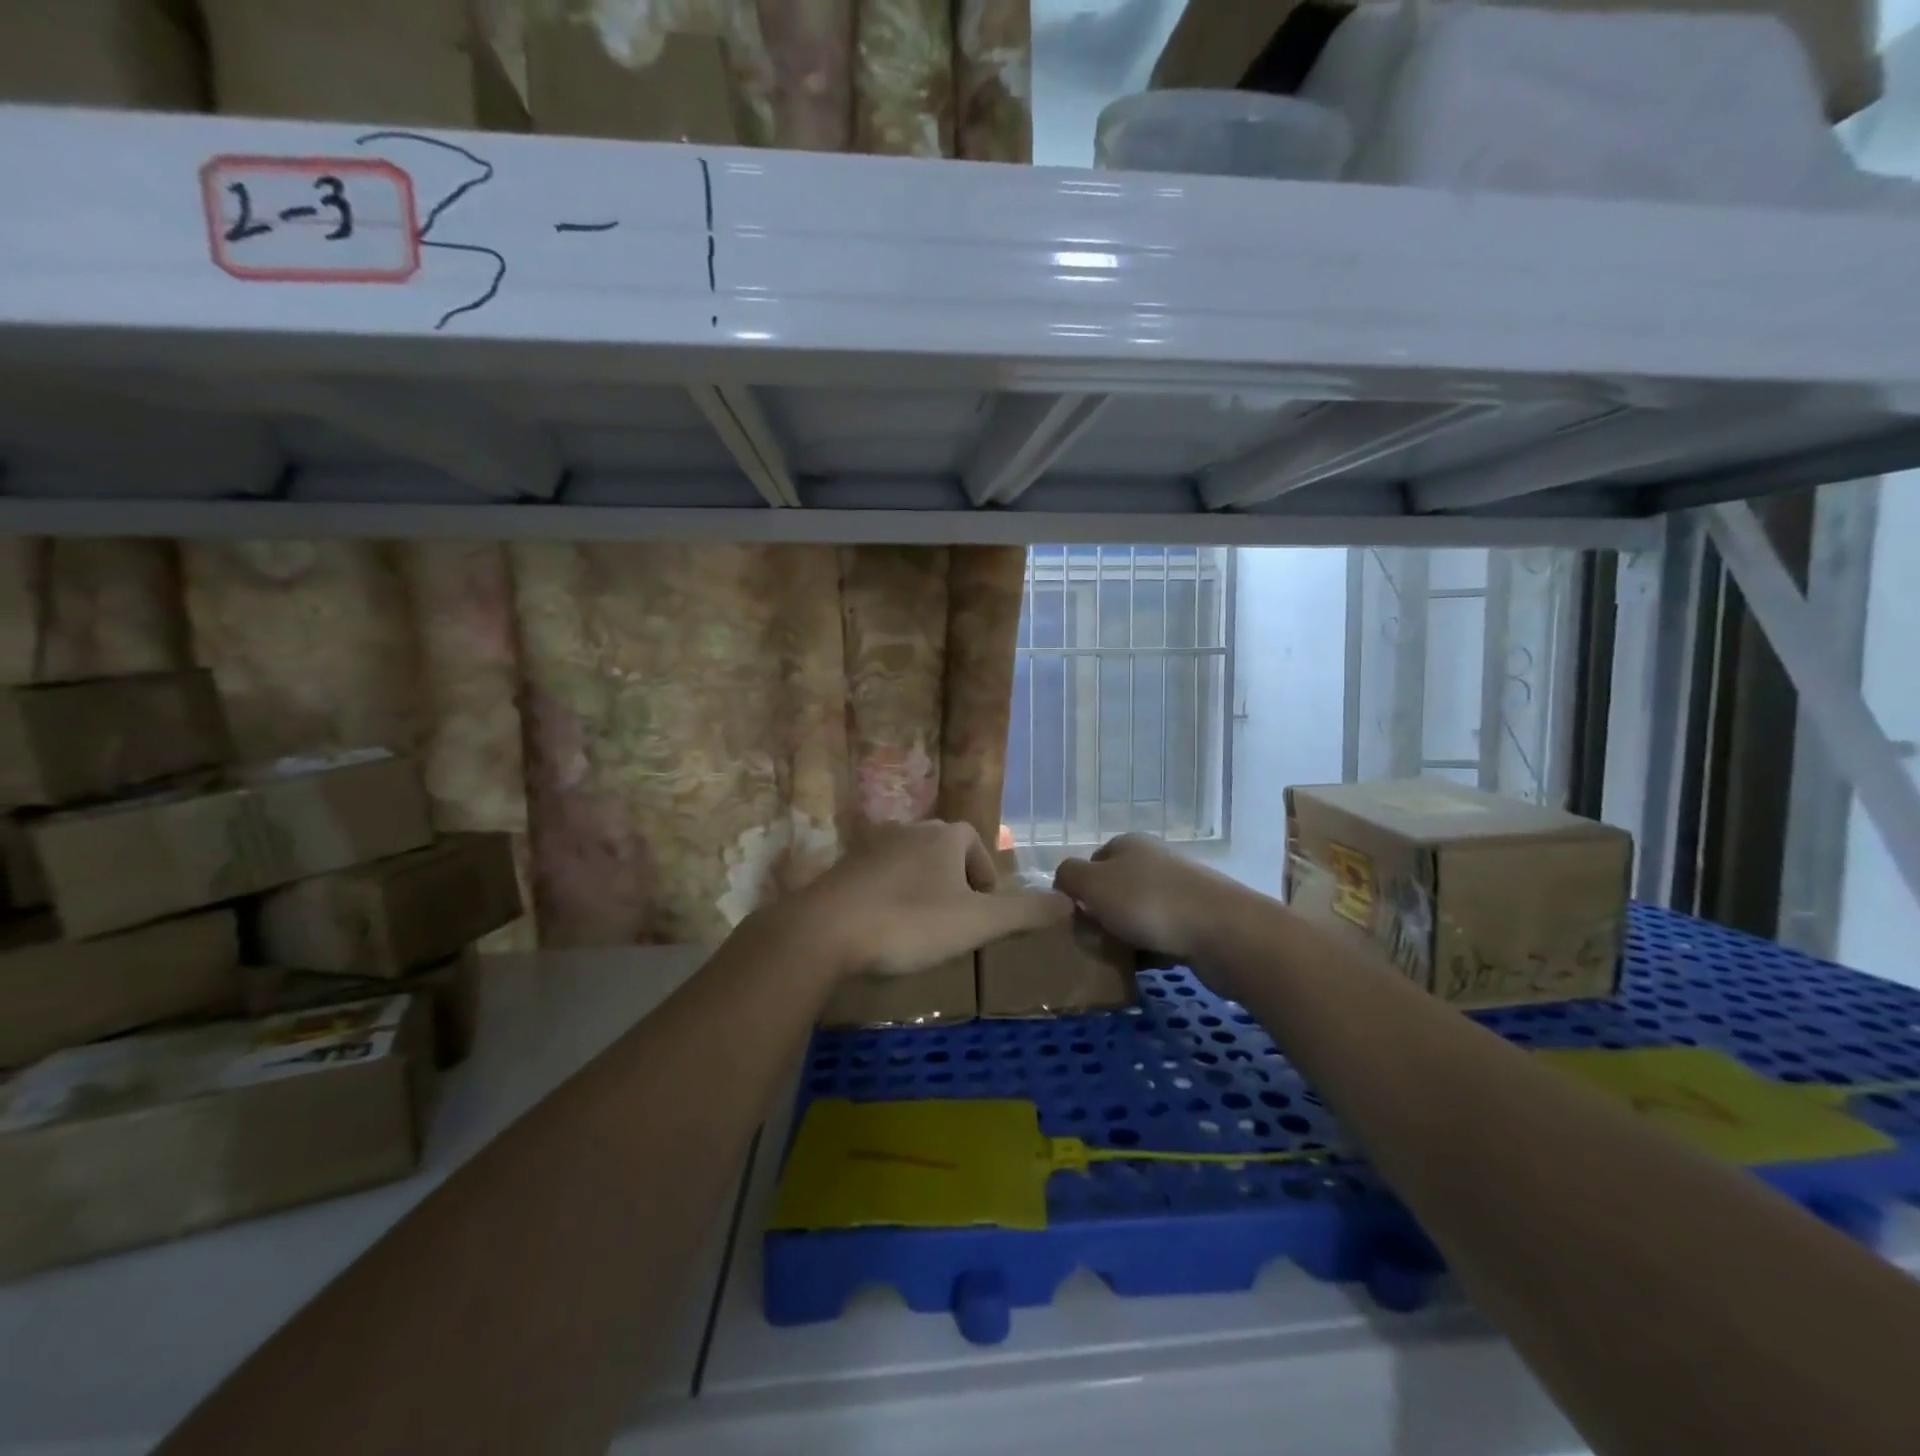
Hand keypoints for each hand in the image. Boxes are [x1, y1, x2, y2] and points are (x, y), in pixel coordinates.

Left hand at [782, 820, 1071, 979]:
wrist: (825, 930)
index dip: (986, 876)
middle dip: (956, 883)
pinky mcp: (844, 869)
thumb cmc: (910, 922)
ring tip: (925, 929)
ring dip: (924, 890)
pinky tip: (886, 929)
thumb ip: (1025, 912)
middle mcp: (909, 830)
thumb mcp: (977, 923)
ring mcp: (872, 846)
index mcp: (944, 835)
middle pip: (944, 851)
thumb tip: (1069, 901)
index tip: (984, 913)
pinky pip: (880, 878)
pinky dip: (892, 897)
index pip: (975, 843)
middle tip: (959, 923)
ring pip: (911, 864)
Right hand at [1053, 833, 1248, 967]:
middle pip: (1113, 890)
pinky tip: (1142, 968)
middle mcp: (1153, 861)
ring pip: (1137, 914)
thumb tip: (1064, 882)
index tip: (1072, 919)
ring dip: (1124, 936)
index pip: (1090, 862)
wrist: (1223, 932)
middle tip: (1090, 943)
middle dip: (1100, 917)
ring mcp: (1179, 890)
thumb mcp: (1093, 884)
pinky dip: (1149, 950)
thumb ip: (1069, 876)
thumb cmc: (1149, 902)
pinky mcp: (1197, 920)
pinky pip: (1160, 935)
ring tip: (1114, 960)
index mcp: (1127, 845)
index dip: (1077, 890)